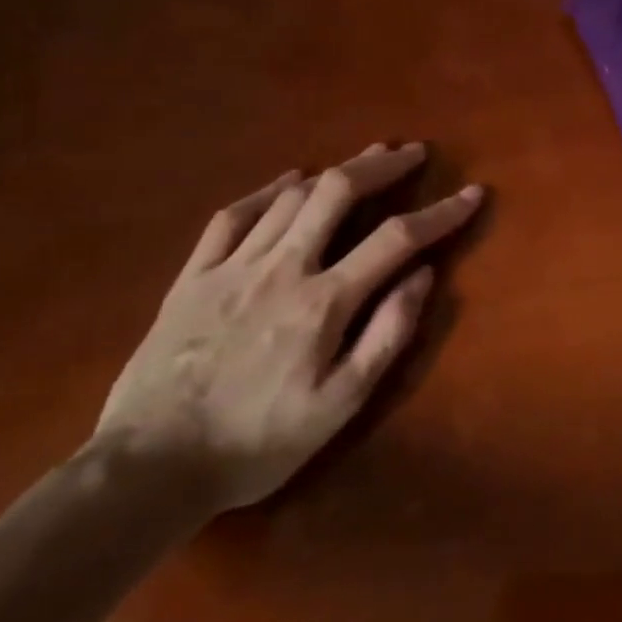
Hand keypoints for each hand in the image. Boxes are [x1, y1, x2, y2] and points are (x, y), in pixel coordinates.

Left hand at [91, 143, 481, 514]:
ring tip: (365, 158)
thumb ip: (387, 335)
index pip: (396, 239)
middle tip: (412, 153)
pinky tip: (287, 180)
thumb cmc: (258, 442)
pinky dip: (266, 190)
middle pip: (338, 194)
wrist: (149, 468)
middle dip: (381, 166)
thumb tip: (424, 276)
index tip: (472, 193)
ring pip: (290, 198)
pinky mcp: (192, 277)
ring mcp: (231, 268)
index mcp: (324, 302)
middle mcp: (282, 269)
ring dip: (335, 171)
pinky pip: (232, 216)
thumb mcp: (341, 404)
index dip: (441, 212)